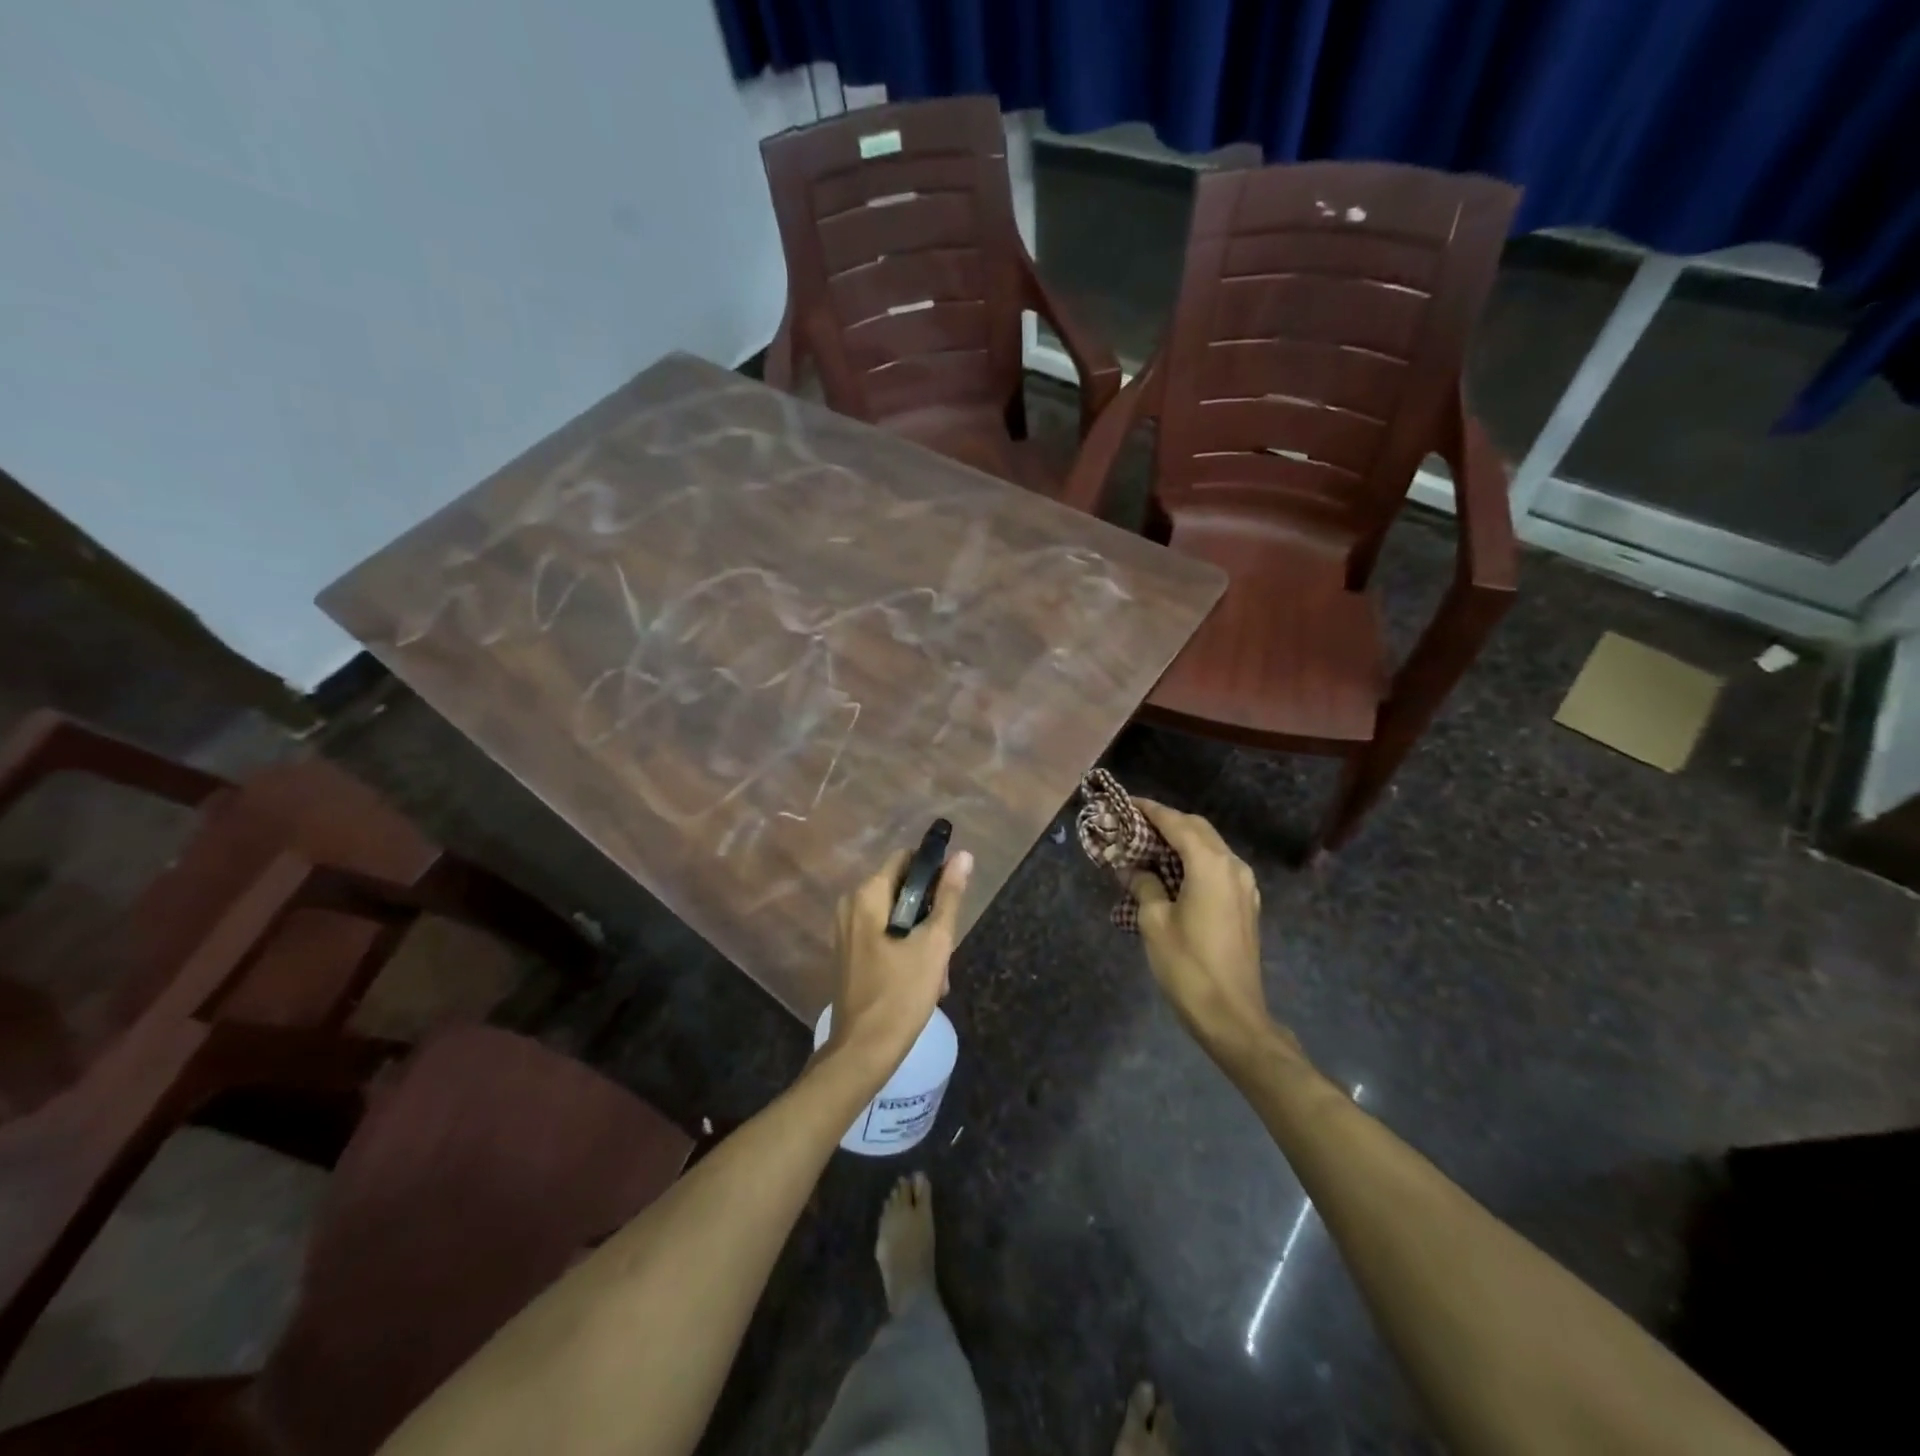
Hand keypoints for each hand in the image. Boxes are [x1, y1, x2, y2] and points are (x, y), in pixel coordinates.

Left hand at [822, 843, 974, 1075]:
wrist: (864, 1049)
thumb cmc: (903, 993)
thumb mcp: (935, 942)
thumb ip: (949, 896)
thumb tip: (962, 856)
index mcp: (868, 895)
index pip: (906, 858)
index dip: (933, 870)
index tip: (952, 897)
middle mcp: (850, 904)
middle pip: (901, 888)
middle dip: (928, 911)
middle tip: (945, 945)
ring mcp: (845, 930)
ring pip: (894, 914)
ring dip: (919, 935)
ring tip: (937, 969)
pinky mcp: (847, 952)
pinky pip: (881, 934)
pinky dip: (902, 947)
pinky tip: (919, 977)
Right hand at [1129, 800, 1276, 1054]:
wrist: (1232, 1016)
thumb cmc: (1188, 966)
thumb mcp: (1155, 922)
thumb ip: (1143, 885)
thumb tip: (1132, 867)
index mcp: (1210, 865)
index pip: (1176, 823)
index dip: (1149, 810)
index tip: (1124, 803)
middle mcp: (1233, 866)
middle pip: (1197, 828)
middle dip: (1165, 822)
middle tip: (1132, 825)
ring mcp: (1244, 886)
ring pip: (1210, 847)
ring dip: (1180, 841)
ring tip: (1147, 847)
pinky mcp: (1245, 904)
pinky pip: (1217, 867)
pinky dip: (1194, 860)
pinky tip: (1172, 873)